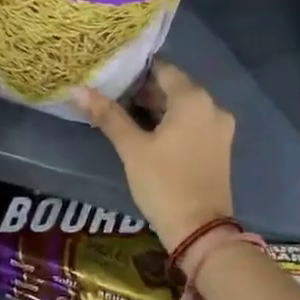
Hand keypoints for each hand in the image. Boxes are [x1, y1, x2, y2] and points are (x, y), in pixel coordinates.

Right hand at [73, 63, 235, 249]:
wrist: (201, 231)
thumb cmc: (164, 183)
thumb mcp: (132, 148)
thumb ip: (108, 115)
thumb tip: (79, 90)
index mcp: (193, 98)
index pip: (163, 68)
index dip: (137, 69)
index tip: (113, 73)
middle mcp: (212, 105)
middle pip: (175, 86)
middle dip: (145, 90)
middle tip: (113, 95)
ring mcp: (220, 127)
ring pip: (184, 106)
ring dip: (158, 107)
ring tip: (125, 114)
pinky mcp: (220, 146)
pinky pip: (194, 122)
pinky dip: (173, 122)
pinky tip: (149, 133)